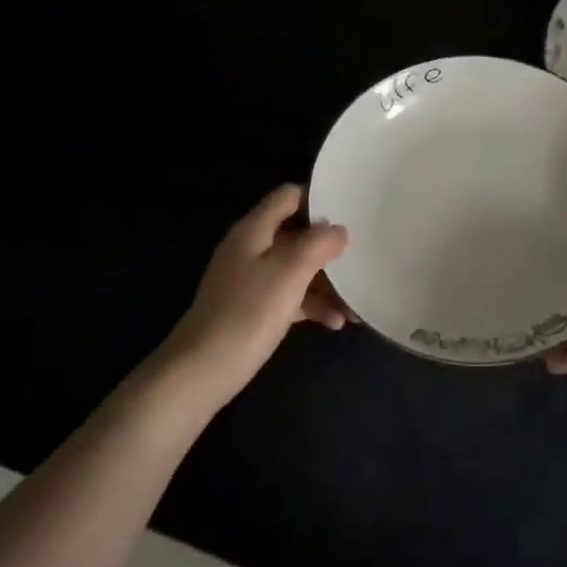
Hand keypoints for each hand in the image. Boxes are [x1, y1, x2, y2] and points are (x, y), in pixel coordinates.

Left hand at [162, 185, 352, 404]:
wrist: (202, 370)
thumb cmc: (248, 313)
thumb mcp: (290, 272)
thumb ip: (318, 243)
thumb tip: (338, 229)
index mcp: (254, 229)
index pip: (289, 196)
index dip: (320, 198)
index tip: (352, 210)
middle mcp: (251, 248)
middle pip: (297, 234)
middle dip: (330, 248)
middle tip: (364, 257)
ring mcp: (251, 280)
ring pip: (297, 268)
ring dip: (327, 282)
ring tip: (357, 303)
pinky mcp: (253, 309)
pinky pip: (291, 296)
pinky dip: (313, 305)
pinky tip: (336, 322)